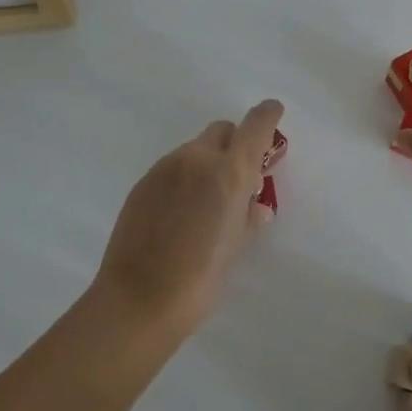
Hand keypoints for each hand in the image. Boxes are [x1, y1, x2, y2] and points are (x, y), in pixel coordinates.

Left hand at [92, 99, 282, 335]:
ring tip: (205, 204)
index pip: (254, 127)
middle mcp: (197, 159)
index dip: (267, 116)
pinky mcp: (143, 182)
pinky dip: (184, 178)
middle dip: (234, 144)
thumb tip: (254, 206)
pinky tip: (179, 213)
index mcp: (228, 172)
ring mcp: (165, 168)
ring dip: (207, 163)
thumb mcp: (235, 247)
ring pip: (195, 150)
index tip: (273, 111)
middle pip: (222, 131)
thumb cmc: (199, 279)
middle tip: (238, 177)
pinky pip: (173, 167)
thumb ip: (247, 216)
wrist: (138, 299)